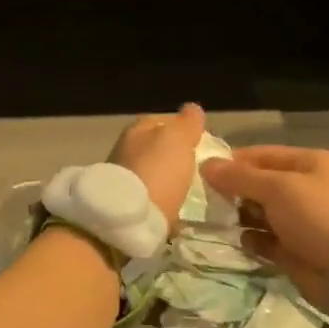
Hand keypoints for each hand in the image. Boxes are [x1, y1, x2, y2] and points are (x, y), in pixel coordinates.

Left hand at [108, 104, 205, 226]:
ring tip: (192, 190)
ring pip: (154, 172)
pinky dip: (162, 198)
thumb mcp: (177, 140)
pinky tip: (175, 206)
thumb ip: (187, 124)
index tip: (206, 144)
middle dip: (177, 156)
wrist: (126, 219)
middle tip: (202, 169)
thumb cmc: (155, 172)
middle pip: (158, 148)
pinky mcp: (124, 203)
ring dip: (169, 179)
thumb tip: (192, 109)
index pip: (165, 120)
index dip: (186, 129)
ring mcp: (122, 177)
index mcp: (137, 129)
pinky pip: (151, 195)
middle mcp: (125, 149)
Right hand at [199, 146, 328, 305]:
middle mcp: (311, 188)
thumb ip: (238, 177)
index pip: (265, 155)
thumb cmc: (316, 216)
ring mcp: (306, 220)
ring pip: (264, 212)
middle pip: (263, 183)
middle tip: (212, 199)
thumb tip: (206, 165)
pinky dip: (255, 239)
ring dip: (243, 216)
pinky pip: (268, 239)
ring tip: (223, 221)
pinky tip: (244, 241)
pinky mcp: (299, 248)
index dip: (235, 161)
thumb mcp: (276, 188)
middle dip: (237, 190)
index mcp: (313, 164)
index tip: (206, 171)